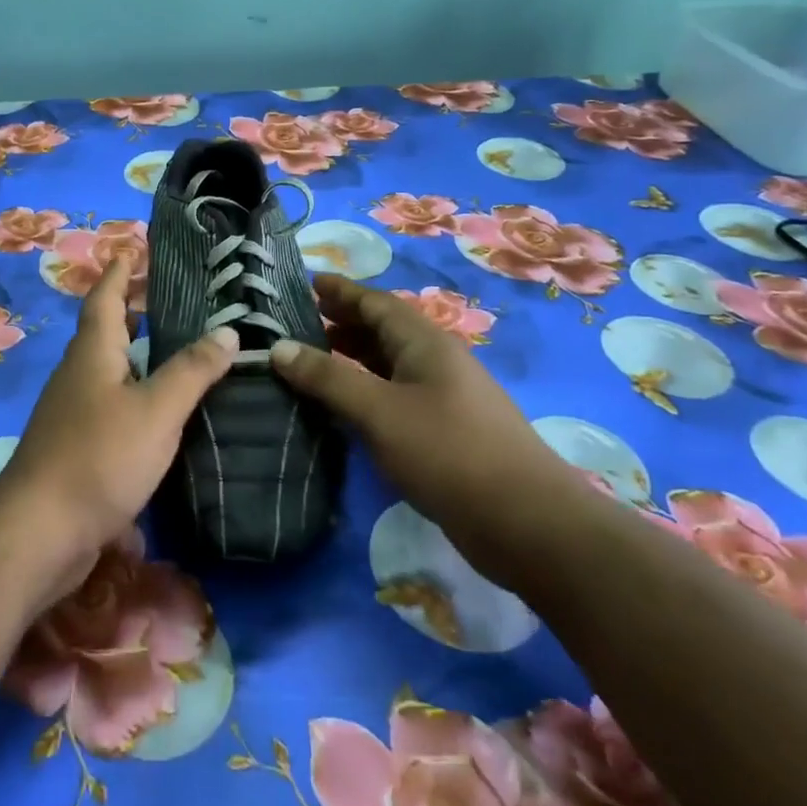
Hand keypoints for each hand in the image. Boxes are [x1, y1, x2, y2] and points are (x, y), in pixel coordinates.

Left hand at [0, 257, 238, 587]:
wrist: (41, 532)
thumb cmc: (98, 457)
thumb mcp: (156, 410)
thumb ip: (192, 370)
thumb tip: (227, 331)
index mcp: (93, 352)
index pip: (105, 297)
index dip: (121, 272)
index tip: (134, 248)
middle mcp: (79, 374)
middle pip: (106, 330)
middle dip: (134, 311)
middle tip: (175, 300)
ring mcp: (74, 412)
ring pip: (110, 369)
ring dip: (138, 354)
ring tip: (178, 351)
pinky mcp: (78, 447)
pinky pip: (112, 404)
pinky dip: (138, 394)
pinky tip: (164, 413)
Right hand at [269, 273, 585, 581]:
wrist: (528, 524)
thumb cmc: (449, 452)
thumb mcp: (379, 411)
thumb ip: (328, 378)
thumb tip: (278, 347)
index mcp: (425, 343)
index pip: (376, 303)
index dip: (341, 291)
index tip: (306, 282)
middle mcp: (436, 362)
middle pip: (384, 330)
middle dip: (343, 322)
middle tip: (299, 324)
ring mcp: (444, 398)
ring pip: (390, 365)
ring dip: (353, 358)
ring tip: (312, 362)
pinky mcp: (446, 433)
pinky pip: (396, 396)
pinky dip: (366, 391)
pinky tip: (344, 409)